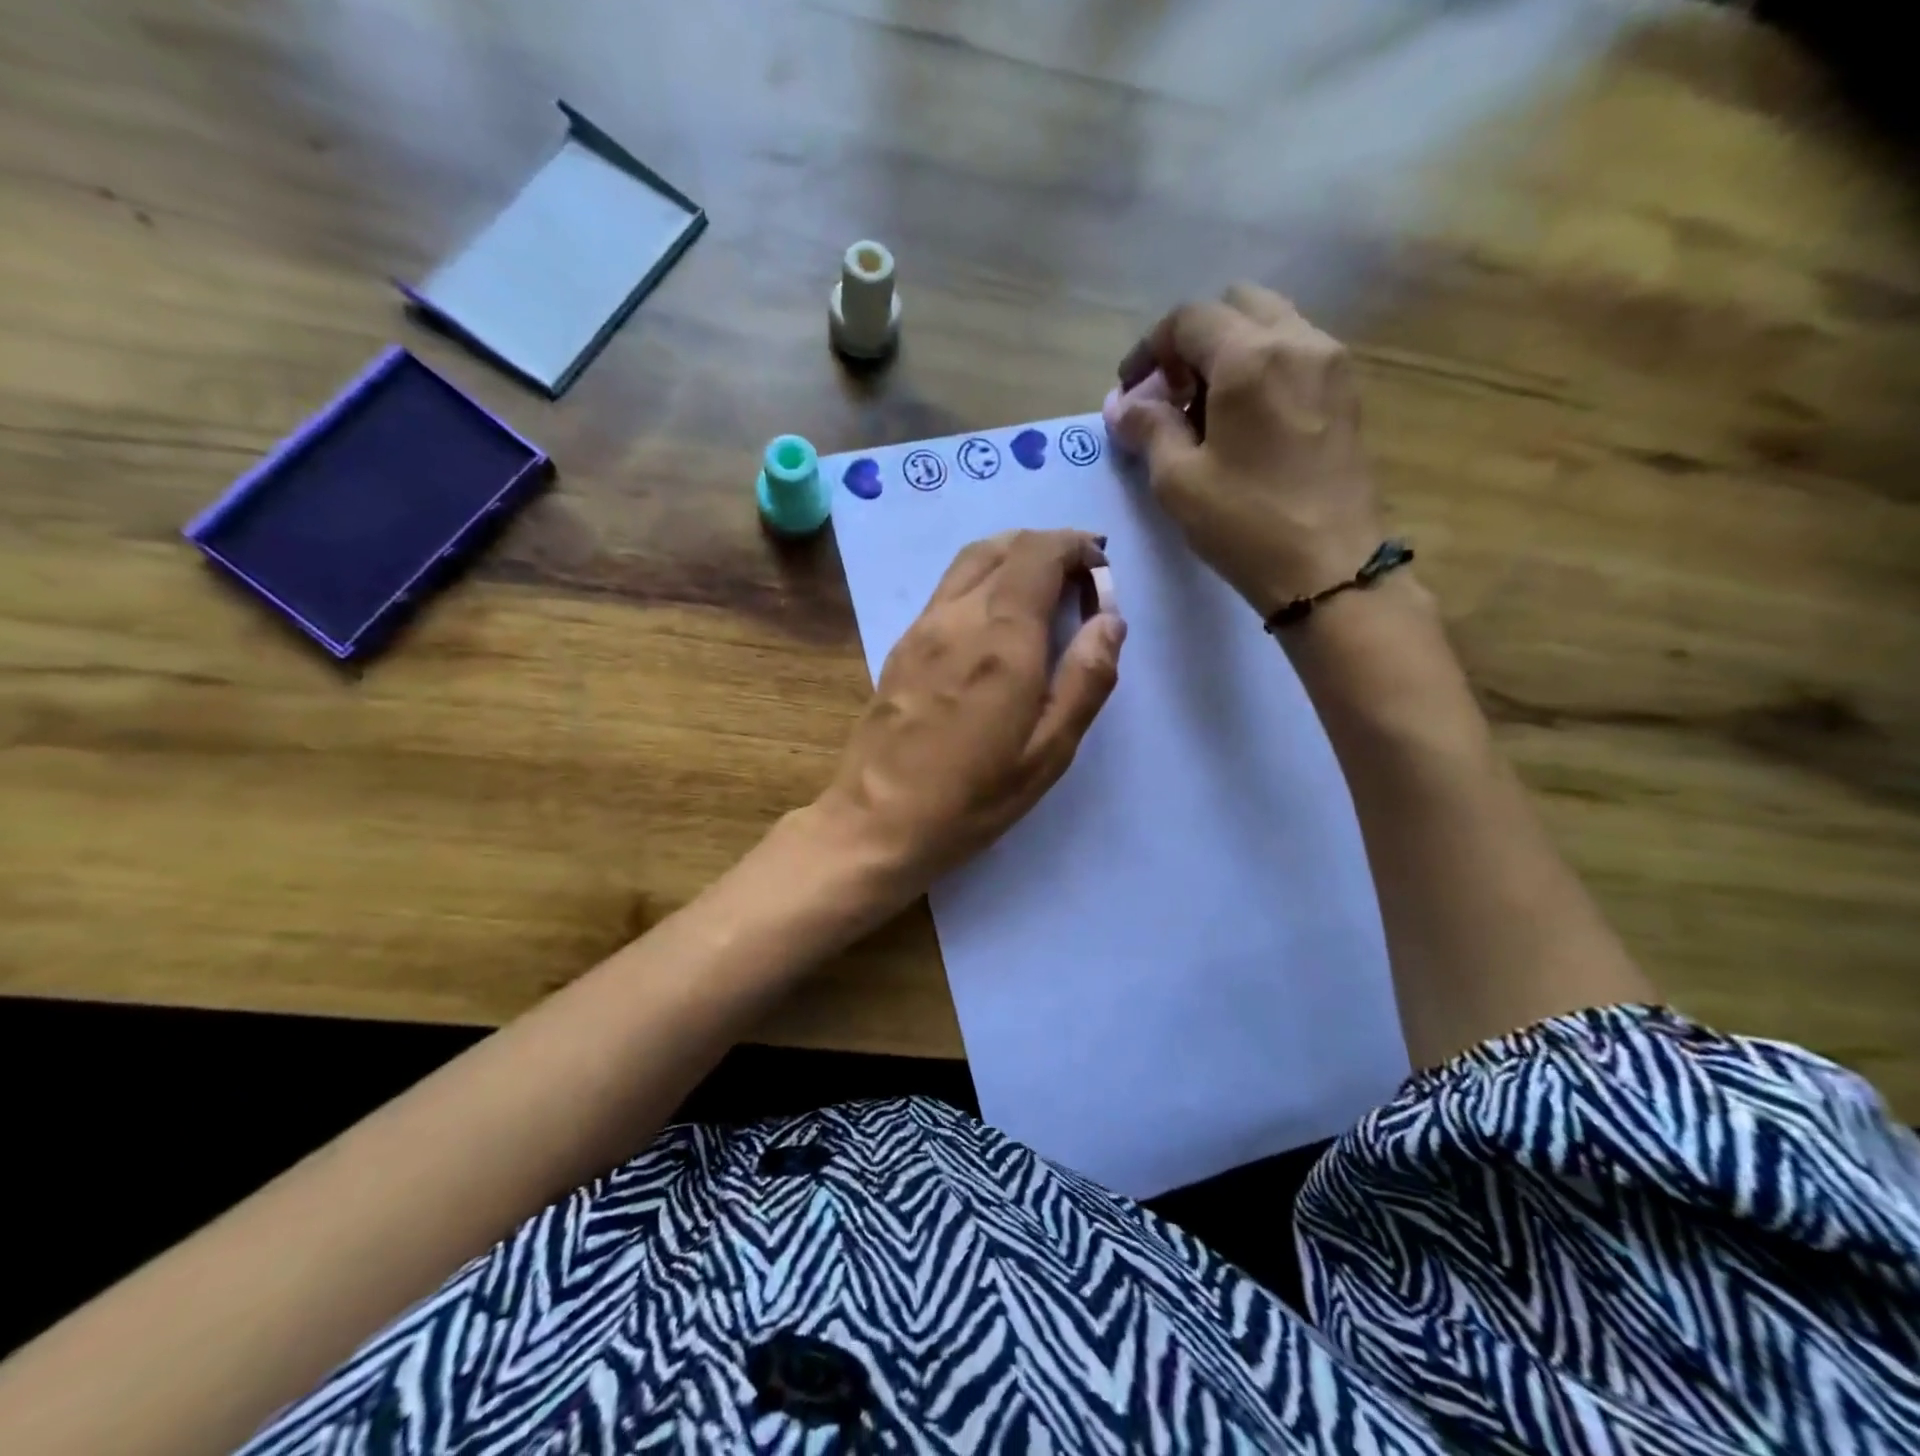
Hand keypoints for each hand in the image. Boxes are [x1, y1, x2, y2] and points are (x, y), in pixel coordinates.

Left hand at [812, 529, 1125, 900]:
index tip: (1099, 568)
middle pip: (1004, 546)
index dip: (1075, 546)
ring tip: (1042, 587)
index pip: (1039, 554)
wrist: (877, 820)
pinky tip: (995, 618)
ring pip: (970, 561)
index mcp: (1003, 638)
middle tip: (1078, 577)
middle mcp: (959, 616)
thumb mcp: (1048, 752)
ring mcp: (922, 627)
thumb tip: (1110, 620)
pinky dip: (982, 579)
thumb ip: (1086, 679)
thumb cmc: (972, 797)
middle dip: (1048, 547)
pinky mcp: (901, 646)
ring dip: (1013, 556)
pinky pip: (948, 588)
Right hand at [1112, 283, 1387, 618]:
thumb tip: (1121, 404)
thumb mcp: (1178, 481)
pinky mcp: (1347, 392)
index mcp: (1250, 358)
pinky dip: (1261, 367)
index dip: (1149, 349)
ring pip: (1270, 324)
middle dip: (1193, 341)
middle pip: (1235, 306)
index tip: (1130, 391)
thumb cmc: (1246, 525)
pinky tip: (1244, 421)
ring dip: (1229, 352)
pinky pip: (1296, 353)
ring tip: (1206, 410)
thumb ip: (1148, 428)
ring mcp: (1331, 363)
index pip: (1189, 318)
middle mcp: (1298, 341)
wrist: (1330, 568)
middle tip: (1172, 395)